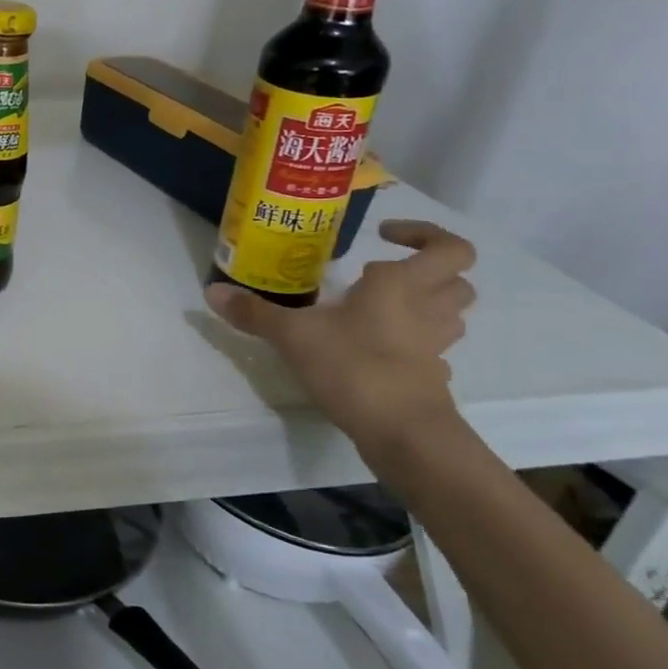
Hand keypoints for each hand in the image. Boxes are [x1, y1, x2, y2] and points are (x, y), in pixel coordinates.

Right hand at [206, 220, 474, 454]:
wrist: (404, 434)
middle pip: (456, 280)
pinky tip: (373, 348)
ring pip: (449, 314)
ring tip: (376, 307)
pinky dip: (410, 342)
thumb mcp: (292, 335)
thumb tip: (211, 292)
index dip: (425, 234)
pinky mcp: (429, 378)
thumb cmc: (354, 366)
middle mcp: (427, 310)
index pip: (449, 248)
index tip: (384, 236)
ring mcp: (434, 347)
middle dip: (425, 271)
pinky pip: (430, 348)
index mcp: (403, 286)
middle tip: (377, 274)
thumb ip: (254, 312)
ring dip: (423, 304)